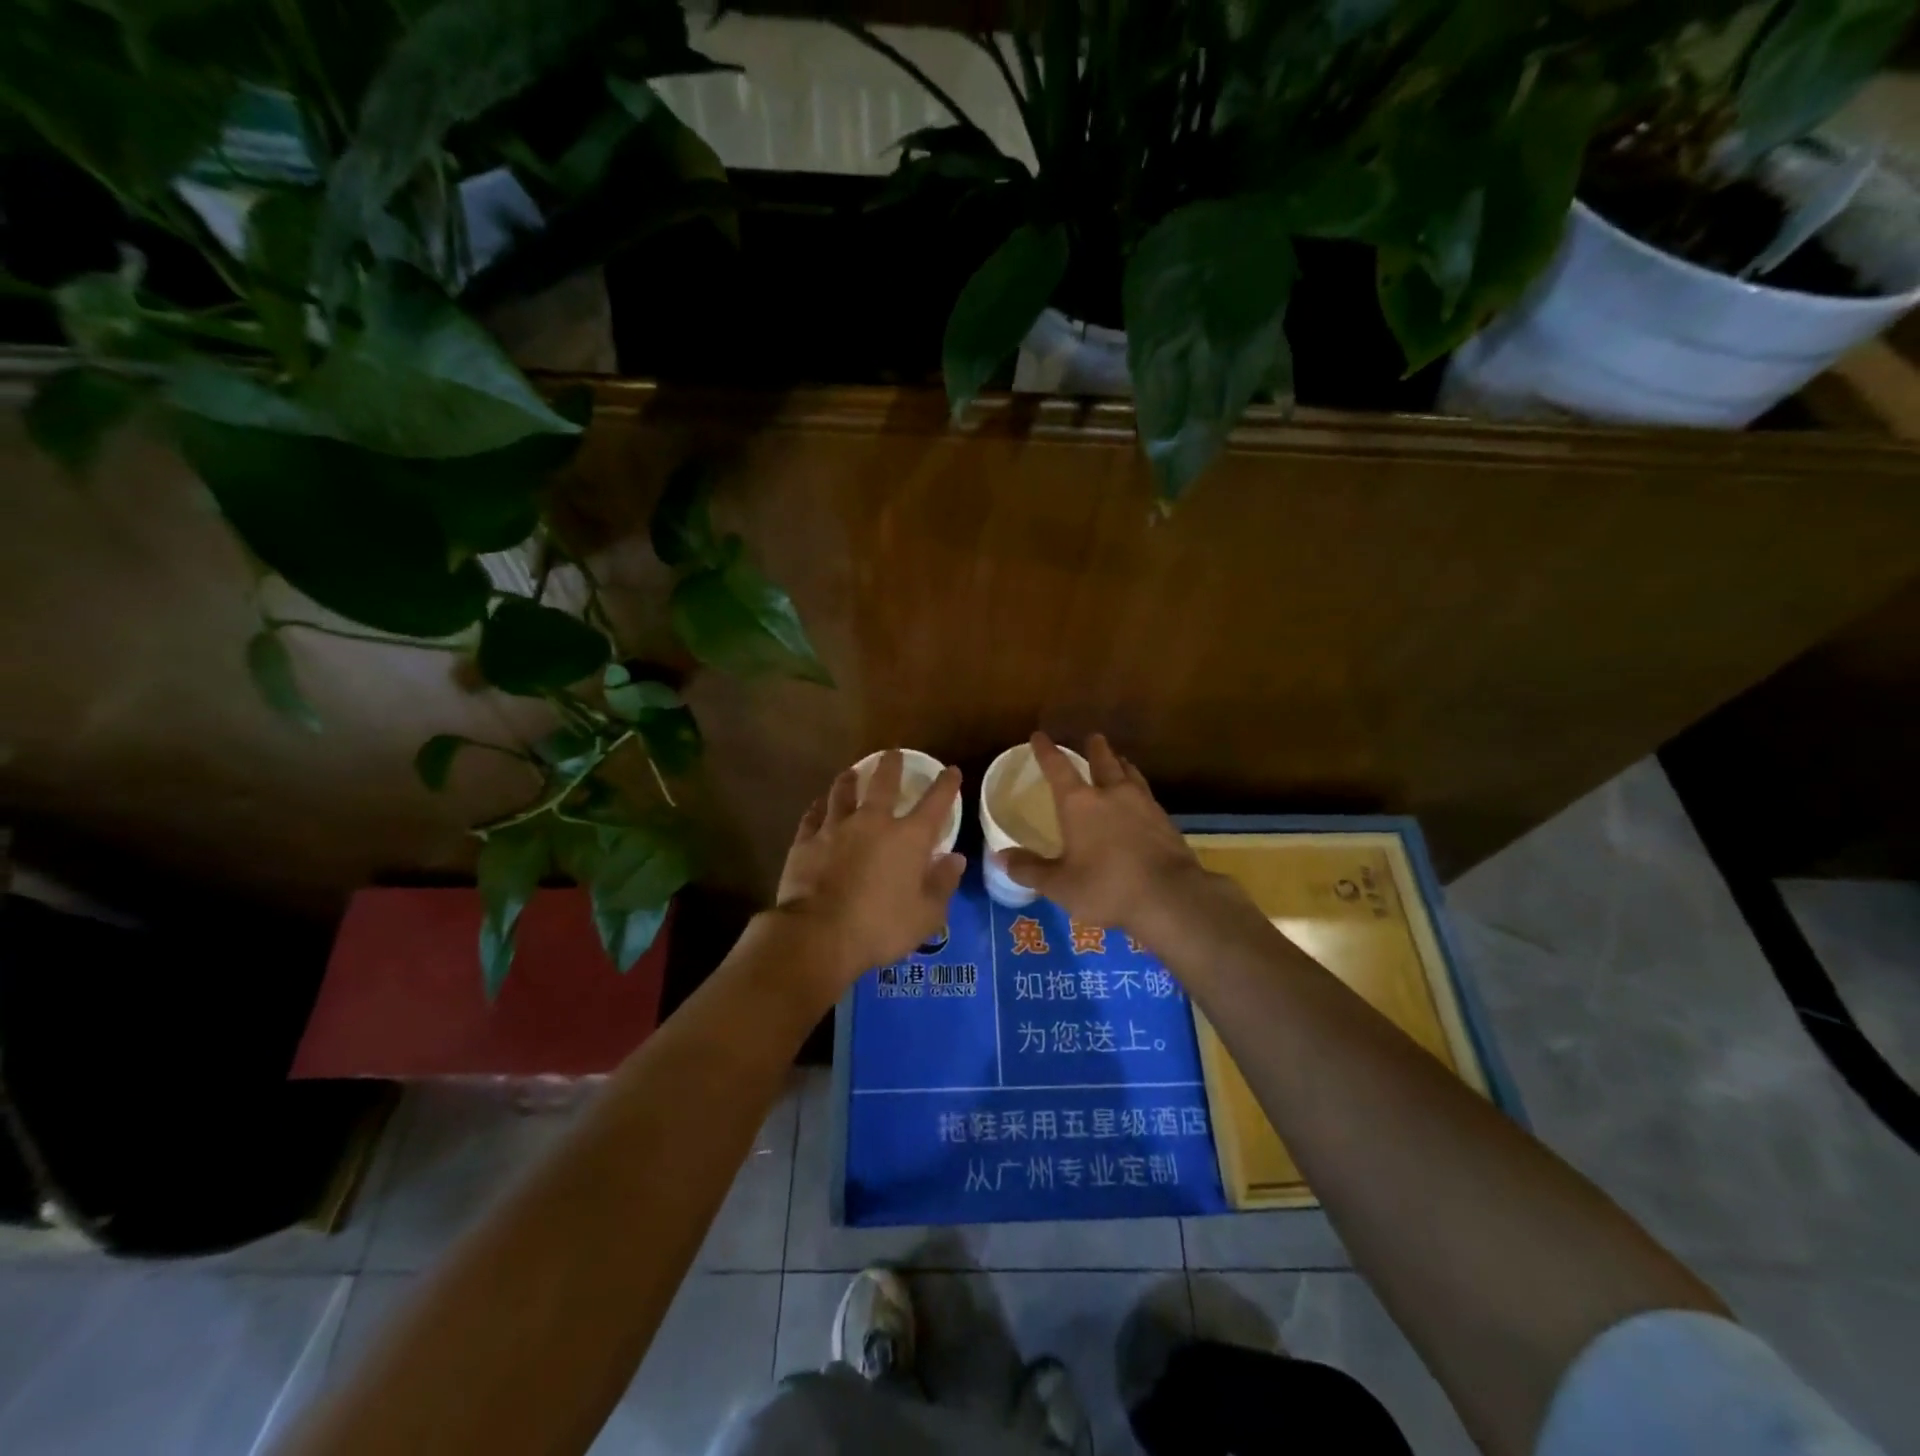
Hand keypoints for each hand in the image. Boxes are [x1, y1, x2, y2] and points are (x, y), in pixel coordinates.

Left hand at [775, 749, 966, 978]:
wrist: (818, 935)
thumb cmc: (880, 928)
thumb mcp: (926, 915)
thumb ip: (943, 884)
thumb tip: (955, 858)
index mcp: (909, 839)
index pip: (935, 803)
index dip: (946, 785)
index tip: (951, 771)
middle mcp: (873, 822)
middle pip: (884, 784)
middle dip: (892, 765)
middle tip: (893, 753)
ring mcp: (835, 828)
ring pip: (842, 793)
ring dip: (849, 780)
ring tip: (851, 772)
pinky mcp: (806, 842)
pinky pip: (812, 817)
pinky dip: (818, 809)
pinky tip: (818, 806)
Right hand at [997, 732, 1206, 938]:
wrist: (1170, 897)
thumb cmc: (1106, 887)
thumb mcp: (1060, 885)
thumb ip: (1030, 869)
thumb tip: (1000, 857)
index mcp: (1079, 804)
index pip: (1058, 768)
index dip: (1046, 751)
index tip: (1039, 736)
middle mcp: (1111, 794)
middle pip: (1102, 761)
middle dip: (1095, 748)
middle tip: (1093, 737)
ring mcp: (1143, 804)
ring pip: (1129, 774)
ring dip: (1121, 764)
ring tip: (1119, 760)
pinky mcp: (1165, 820)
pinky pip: (1147, 794)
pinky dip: (1138, 788)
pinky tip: (1141, 799)